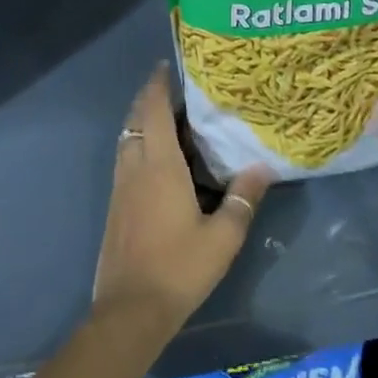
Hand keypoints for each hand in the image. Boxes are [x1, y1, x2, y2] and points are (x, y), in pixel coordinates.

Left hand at [92, 64, 271, 334]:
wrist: (130, 311)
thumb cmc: (178, 268)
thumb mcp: (222, 237)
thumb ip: (242, 199)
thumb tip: (261, 167)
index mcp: (159, 166)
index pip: (154, 111)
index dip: (158, 85)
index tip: (166, 66)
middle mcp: (135, 167)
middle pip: (136, 119)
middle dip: (150, 98)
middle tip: (173, 88)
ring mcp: (121, 187)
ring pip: (128, 139)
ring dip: (142, 121)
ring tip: (168, 119)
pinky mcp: (116, 207)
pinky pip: (126, 159)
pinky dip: (138, 144)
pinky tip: (157, 160)